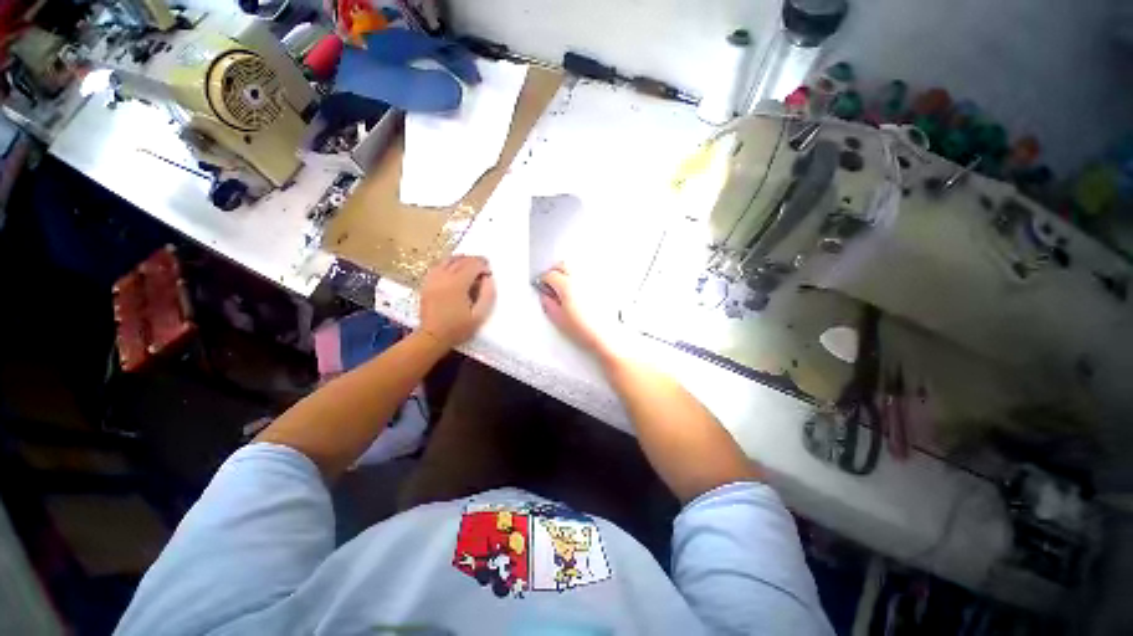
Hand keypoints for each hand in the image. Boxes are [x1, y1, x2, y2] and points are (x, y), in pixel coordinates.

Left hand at [419, 255, 495, 347]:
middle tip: (484, 266)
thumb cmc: (458, 328)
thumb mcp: (479, 315)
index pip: (472, 266)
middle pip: (461, 261)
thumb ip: (487, 295)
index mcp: (457, 285)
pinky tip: (453, 268)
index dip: (483, 266)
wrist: (433, 336)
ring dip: (461, 259)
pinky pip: (437, 266)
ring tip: (470, 264)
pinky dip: (448, 263)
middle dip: (474, 260)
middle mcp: (444, 278)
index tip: (489, 273)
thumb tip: (488, 279)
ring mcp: (433, 279)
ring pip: (448, 260)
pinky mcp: (427, 283)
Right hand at [537, 264, 606, 352]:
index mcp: (567, 285)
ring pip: (576, 267)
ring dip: (568, 273)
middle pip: (563, 265)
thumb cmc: (586, 329)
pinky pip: (588, 275)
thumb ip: (548, 303)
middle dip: (555, 271)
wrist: (606, 336)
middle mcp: (580, 278)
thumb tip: (546, 296)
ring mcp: (593, 280)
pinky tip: (580, 289)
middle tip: (551, 282)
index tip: (543, 286)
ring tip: (565, 286)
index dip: (543, 281)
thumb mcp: (558, 318)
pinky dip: (581, 278)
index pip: (549, 275)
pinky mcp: (603, 285)